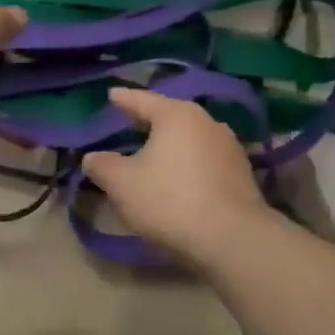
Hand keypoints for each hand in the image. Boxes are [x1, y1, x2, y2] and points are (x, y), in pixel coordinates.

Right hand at [80, 88, 272, 267]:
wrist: (234, 240)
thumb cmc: (170, 200)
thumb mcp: (122, 184)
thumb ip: (102, 166)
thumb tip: (92, 157)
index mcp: (176, 115)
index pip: (143, 100)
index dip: (124, 99)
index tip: (112, 94)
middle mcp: (207, 122)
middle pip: (171, 116)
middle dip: (150, 120)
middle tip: (130, 122)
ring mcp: (229, 148)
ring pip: (191, 138)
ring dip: (172, 144)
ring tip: (154, 151)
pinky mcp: (242, 174)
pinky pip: (205, 160)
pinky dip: (189, 163)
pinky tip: (179, 177)